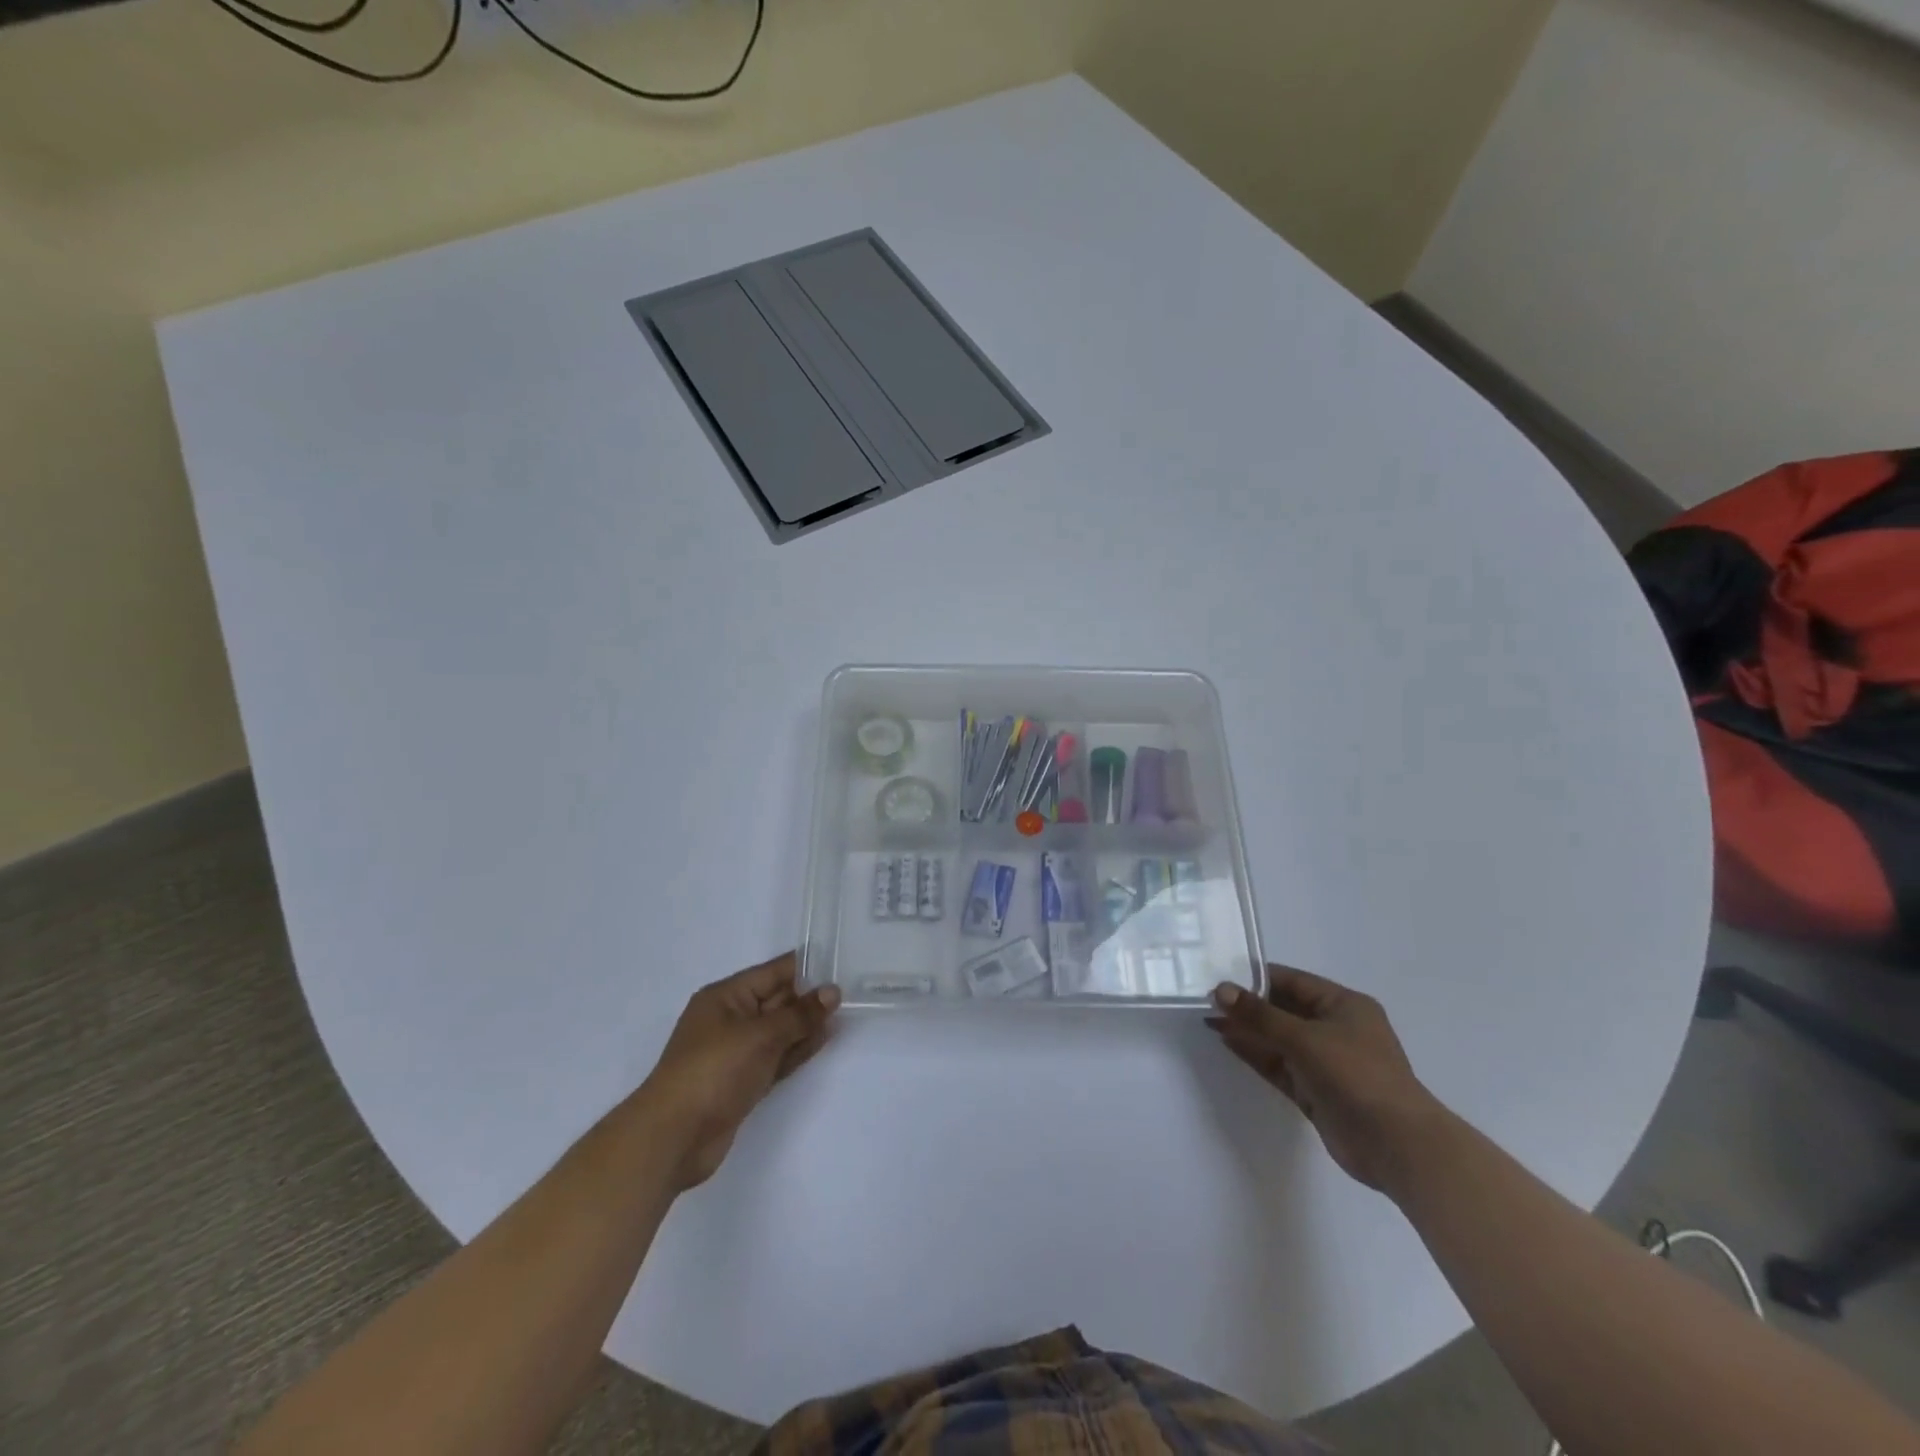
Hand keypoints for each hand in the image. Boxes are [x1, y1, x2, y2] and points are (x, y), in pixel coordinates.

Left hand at [642, 953, 840, 1190]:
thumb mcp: (760, 1035)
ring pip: (779, 1030)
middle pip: (776, 1000)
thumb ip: (799, 1014)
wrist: (673, 1137)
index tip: (840, 961)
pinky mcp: (743, 1081)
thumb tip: (831, 992)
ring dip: (807, 1023)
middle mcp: (730, 1019)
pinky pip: (776, 1056)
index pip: (772, 972)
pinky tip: (823, 1039)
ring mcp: (736, 1052)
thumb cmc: (713, 1071)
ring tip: (843, 1013)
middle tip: (850, 989)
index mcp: (725, 997)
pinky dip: (798, 1048)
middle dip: (809, 996)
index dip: (805, 967)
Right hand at [1209, 966, 1443, 1193]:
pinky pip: (1279, 1065)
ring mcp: (1326, 1062)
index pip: (1293, 982)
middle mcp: (1335, 1030)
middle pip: (1283, 1010)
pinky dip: (1255, 1054)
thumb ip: (1260, 1015)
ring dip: (1248, 1030)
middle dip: (1248, 1005)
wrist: (1397, 1146)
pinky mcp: (1315, 1091)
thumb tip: (1220, 990)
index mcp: (1344, 1006)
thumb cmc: (1357, 1076)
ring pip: (1278, 1039)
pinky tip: (1227, 1042)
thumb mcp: (1305, 1038)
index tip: (1220, 975)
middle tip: (1207, 998)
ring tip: (1209, 1018)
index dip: (1257, 978)